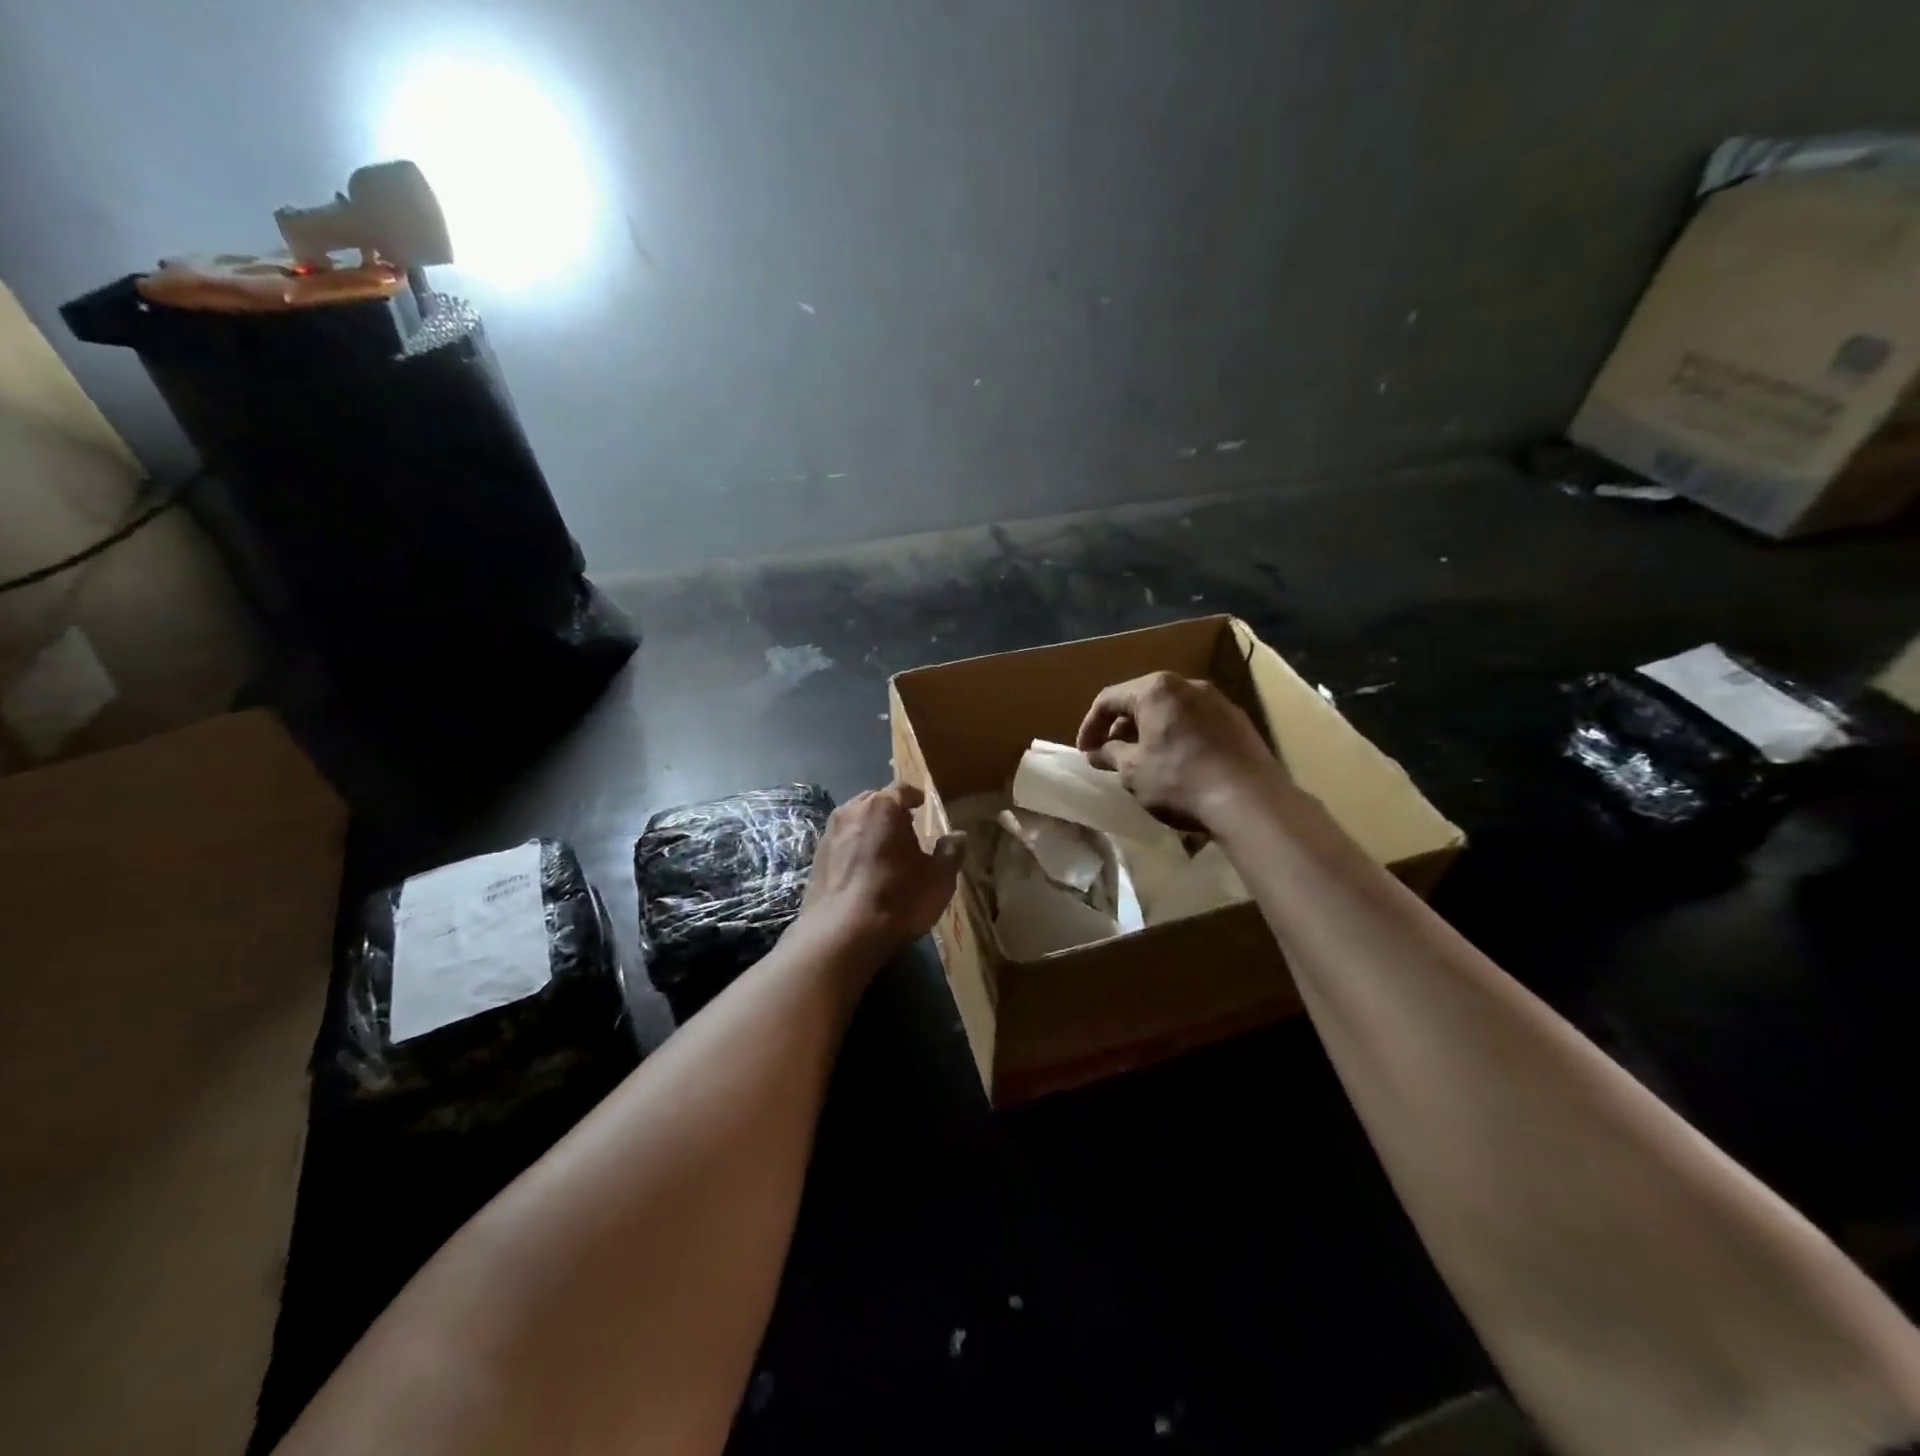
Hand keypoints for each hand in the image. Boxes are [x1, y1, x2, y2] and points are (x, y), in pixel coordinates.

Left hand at [796, 784, 962, 968]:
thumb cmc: (897, 899)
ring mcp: (829, 834)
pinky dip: (854, 849)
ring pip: (855, 822)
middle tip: (907, 827)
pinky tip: (863, 871)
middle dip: (890, 811)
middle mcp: (852, 811)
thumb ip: (951, 852)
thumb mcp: (939, 879)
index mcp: (883, 806)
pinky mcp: (816, 859)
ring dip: (870, 829)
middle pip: (875, 801)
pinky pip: (841, 843)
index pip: (902, 790)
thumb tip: (958, 836)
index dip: (915, 797)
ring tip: (885, 850)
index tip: (924, 806)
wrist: (840, 935)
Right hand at [1076, 672, 1282, 829]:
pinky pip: (1196, 722)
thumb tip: (1097, 752)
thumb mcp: (1133, 771)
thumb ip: (1110, 754)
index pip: (1109, 699)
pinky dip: (1179, 736)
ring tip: (1144, 760)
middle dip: (1122, 727)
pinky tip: (1179, 763)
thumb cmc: (1179, 780)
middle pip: (1142, 700)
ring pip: (1171, 710)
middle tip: (1112, 754)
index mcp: (1155, 689)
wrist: (1249, 800)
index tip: (1085, 752)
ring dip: (1151, 731)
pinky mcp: (1238, 721)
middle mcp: (1187, 684)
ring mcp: (1217, 700)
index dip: (1090, 726)